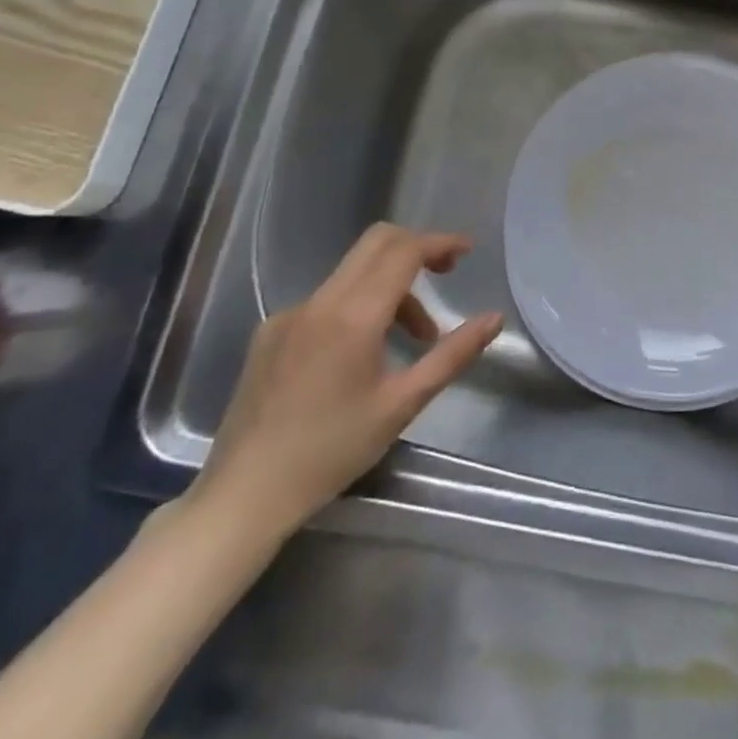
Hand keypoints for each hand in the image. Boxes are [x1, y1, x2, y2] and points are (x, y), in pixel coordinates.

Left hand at [193, 224, 501, 538]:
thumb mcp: (403, 404)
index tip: (467, 251)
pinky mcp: (270, 331)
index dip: (440, 243)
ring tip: (411, 340)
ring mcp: (290, 313)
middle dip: (416, 249)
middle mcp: (320, 301)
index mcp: (354, 315)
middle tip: (445, 274)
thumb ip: (453, 354)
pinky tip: (360, 355)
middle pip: (377, 243)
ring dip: (390, 287)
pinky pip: (326, 299)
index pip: (404, 251)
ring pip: (353, 272)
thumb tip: (494, 319)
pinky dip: (357, 306)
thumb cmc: (331, 451)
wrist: (243, 495)